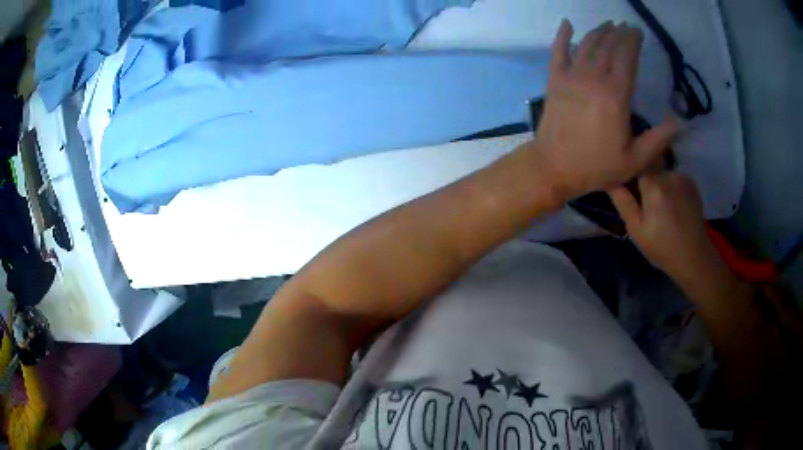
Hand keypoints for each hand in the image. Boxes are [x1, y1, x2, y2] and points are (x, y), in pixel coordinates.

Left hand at [524, 20, 677, 201]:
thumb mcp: (634, 161)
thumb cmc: (597, 166)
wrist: (554, 167)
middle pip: (608, 46)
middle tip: (626, 26)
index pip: (627, 56)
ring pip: (586, 44)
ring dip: (599, 31)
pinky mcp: (554, 79)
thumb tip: (678, 122)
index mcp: (616, 95)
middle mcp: (593, 78)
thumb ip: (658, 140)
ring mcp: (571, 76)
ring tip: (609, 25)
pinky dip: (562, 34)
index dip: (633, 40)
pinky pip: (557, 50)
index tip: (638, 32)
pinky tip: (567, 23)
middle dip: (619, 32)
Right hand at [608, 172, 730, 288]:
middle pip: (649, 168)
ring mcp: (682, 177)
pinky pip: (674, 178)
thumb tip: (610, 179)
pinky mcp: (691, 181)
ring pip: (662, 173)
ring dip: (659, 185)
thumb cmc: (661, 247)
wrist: (693, 256)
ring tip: (661, 209)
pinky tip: (673, 206)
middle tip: (646, 206)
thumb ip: (623, 201)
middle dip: (645, 182)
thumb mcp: (636, 230)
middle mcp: (669, 175)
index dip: (630, 174)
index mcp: (654, 186)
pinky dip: (671, 188)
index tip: (629, 189)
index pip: (635, 164)